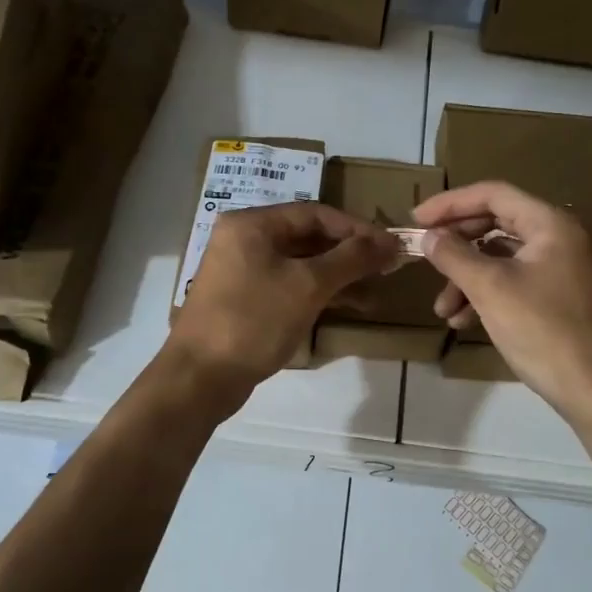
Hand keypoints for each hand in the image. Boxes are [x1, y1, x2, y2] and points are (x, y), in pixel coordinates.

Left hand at [164, 202, 396, 407]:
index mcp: (253, 224)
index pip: (316, 213)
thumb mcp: (308, 286)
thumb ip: (351, 259)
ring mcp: (243, 270)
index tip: (391, 246)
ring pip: (301, 263)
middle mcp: (245, 239)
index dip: (357, 229)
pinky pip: (290, 284)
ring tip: (375, 290)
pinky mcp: (246, 299)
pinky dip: (319, 292)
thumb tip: (389, 242)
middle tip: (387, 267)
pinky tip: (348, 305)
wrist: (200, 378)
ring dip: (339, 275)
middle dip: (350, 253)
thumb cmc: (254, 321)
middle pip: (308, 236)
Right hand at [414, 181, 591, 421]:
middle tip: (426, 259)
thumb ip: (455, 256)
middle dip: (458, 247)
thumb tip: (430, 237)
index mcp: (551, 224)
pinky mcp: (564, 298)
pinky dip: (489, 295)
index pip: (493, 194)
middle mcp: (562, 238)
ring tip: (443, 311)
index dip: (451, 203)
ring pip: (504, 259)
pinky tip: (464, 322)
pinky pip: (518, 282)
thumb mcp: (491, 289)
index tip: (417, 220)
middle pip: (497, 224)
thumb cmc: (544, 331)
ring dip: (468, 279)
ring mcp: (566, 269)